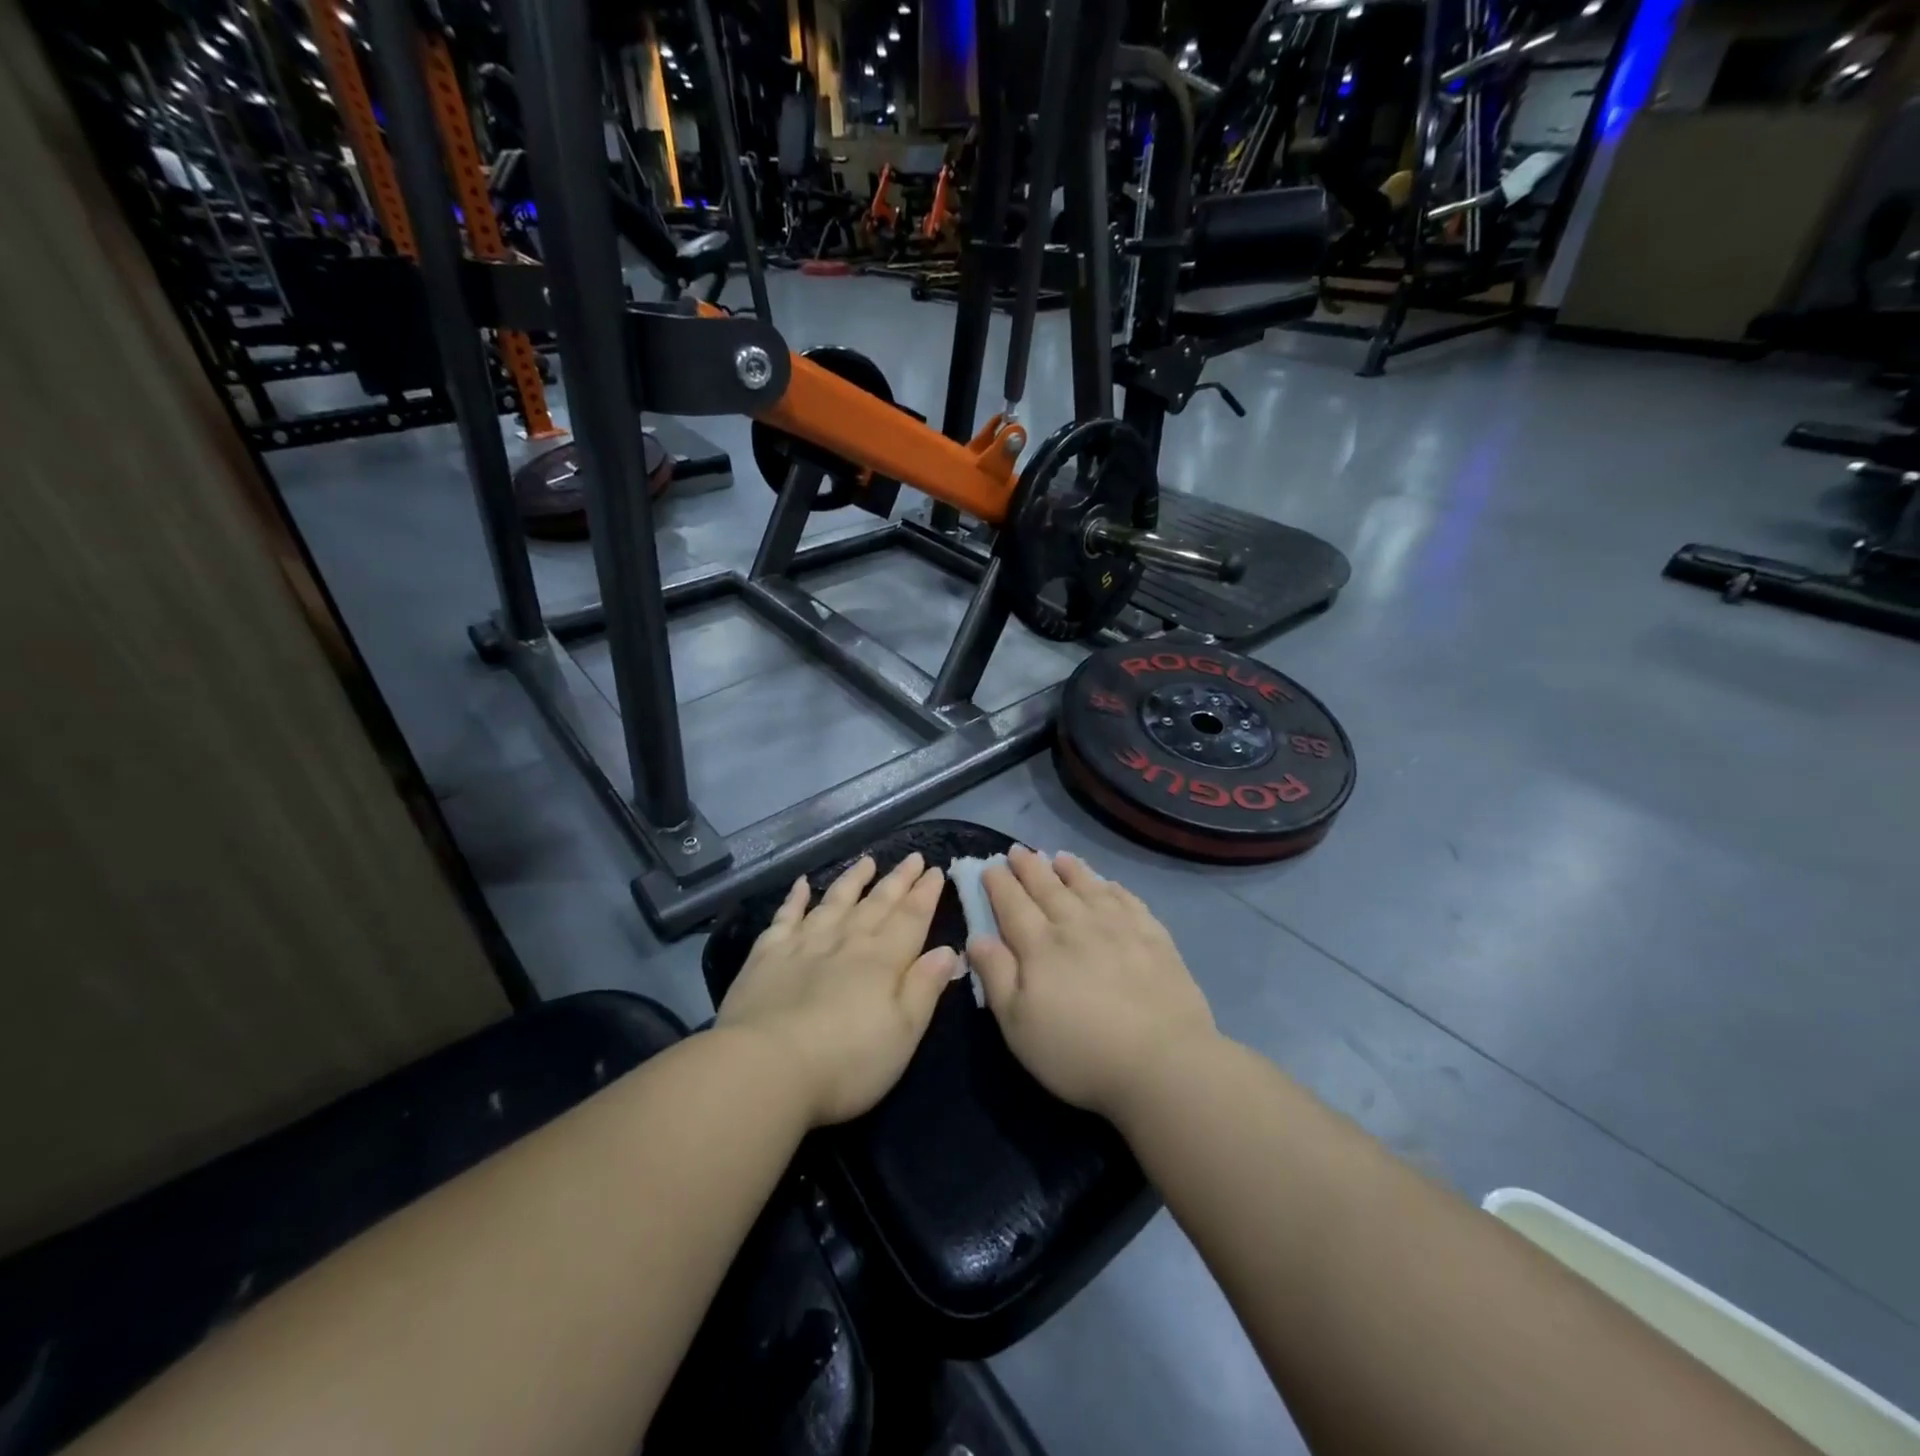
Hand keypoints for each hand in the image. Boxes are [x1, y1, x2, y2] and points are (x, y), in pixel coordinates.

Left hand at [718, 854, 956, 1126]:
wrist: (765, 1067)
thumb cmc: (846, 1061)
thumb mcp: (903, 1034)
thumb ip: (925, 988)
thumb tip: (948, 950)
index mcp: (883, 961)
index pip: (911, 918)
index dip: (925, 894)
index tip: (936, 869)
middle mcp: (847, 941)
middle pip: (877, 904)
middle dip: (898, 880)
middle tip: (913, 857)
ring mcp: (804, 944)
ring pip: (835, 901)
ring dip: (853, 880)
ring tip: (867, 862)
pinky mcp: (767, 955)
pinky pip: (786, 916)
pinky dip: (795, 898)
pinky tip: (802, 883)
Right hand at [969, 847, 1218, 1122]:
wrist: (1162, 1061)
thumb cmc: (1079, 1051)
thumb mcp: (1019, 1025)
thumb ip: (996, 976)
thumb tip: (977, 937)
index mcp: (1040, 946)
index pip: (1013, 905)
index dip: (999, 884)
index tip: (989, 866)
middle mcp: (1077, 925)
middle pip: (1048, 888)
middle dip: (1029, 867)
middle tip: (1018, 851)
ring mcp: (1118, 927)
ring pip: (1088, 887)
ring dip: (1071, 869)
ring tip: (1059, 856)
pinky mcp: (1153, 937)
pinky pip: (1127, 900)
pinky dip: (1113, 888)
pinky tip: (1108, 884)